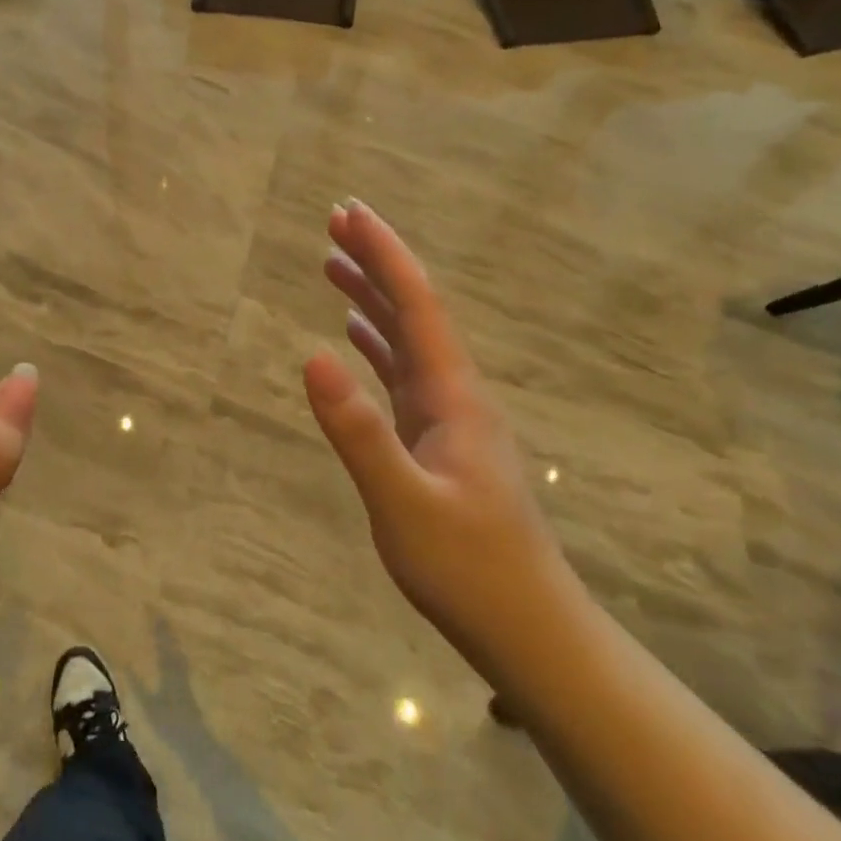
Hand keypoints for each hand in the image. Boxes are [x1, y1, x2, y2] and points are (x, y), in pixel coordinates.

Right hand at [303, 199, 565, 662]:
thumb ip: (358, 431)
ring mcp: (448, 418)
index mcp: (453, 395)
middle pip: (413, 310)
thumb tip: (312, 356)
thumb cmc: (468, 568)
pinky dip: (377, 344)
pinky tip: (356, 338)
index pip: (416, 305)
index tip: (349, 213)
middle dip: (375, 262)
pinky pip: (402, 373)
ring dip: (372, 299)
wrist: (528, 628)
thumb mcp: (404, 503)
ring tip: (333, 267)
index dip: (383, 254)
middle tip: (334, 222)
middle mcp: (454, 394)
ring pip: (406, 339)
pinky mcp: (437, 441)